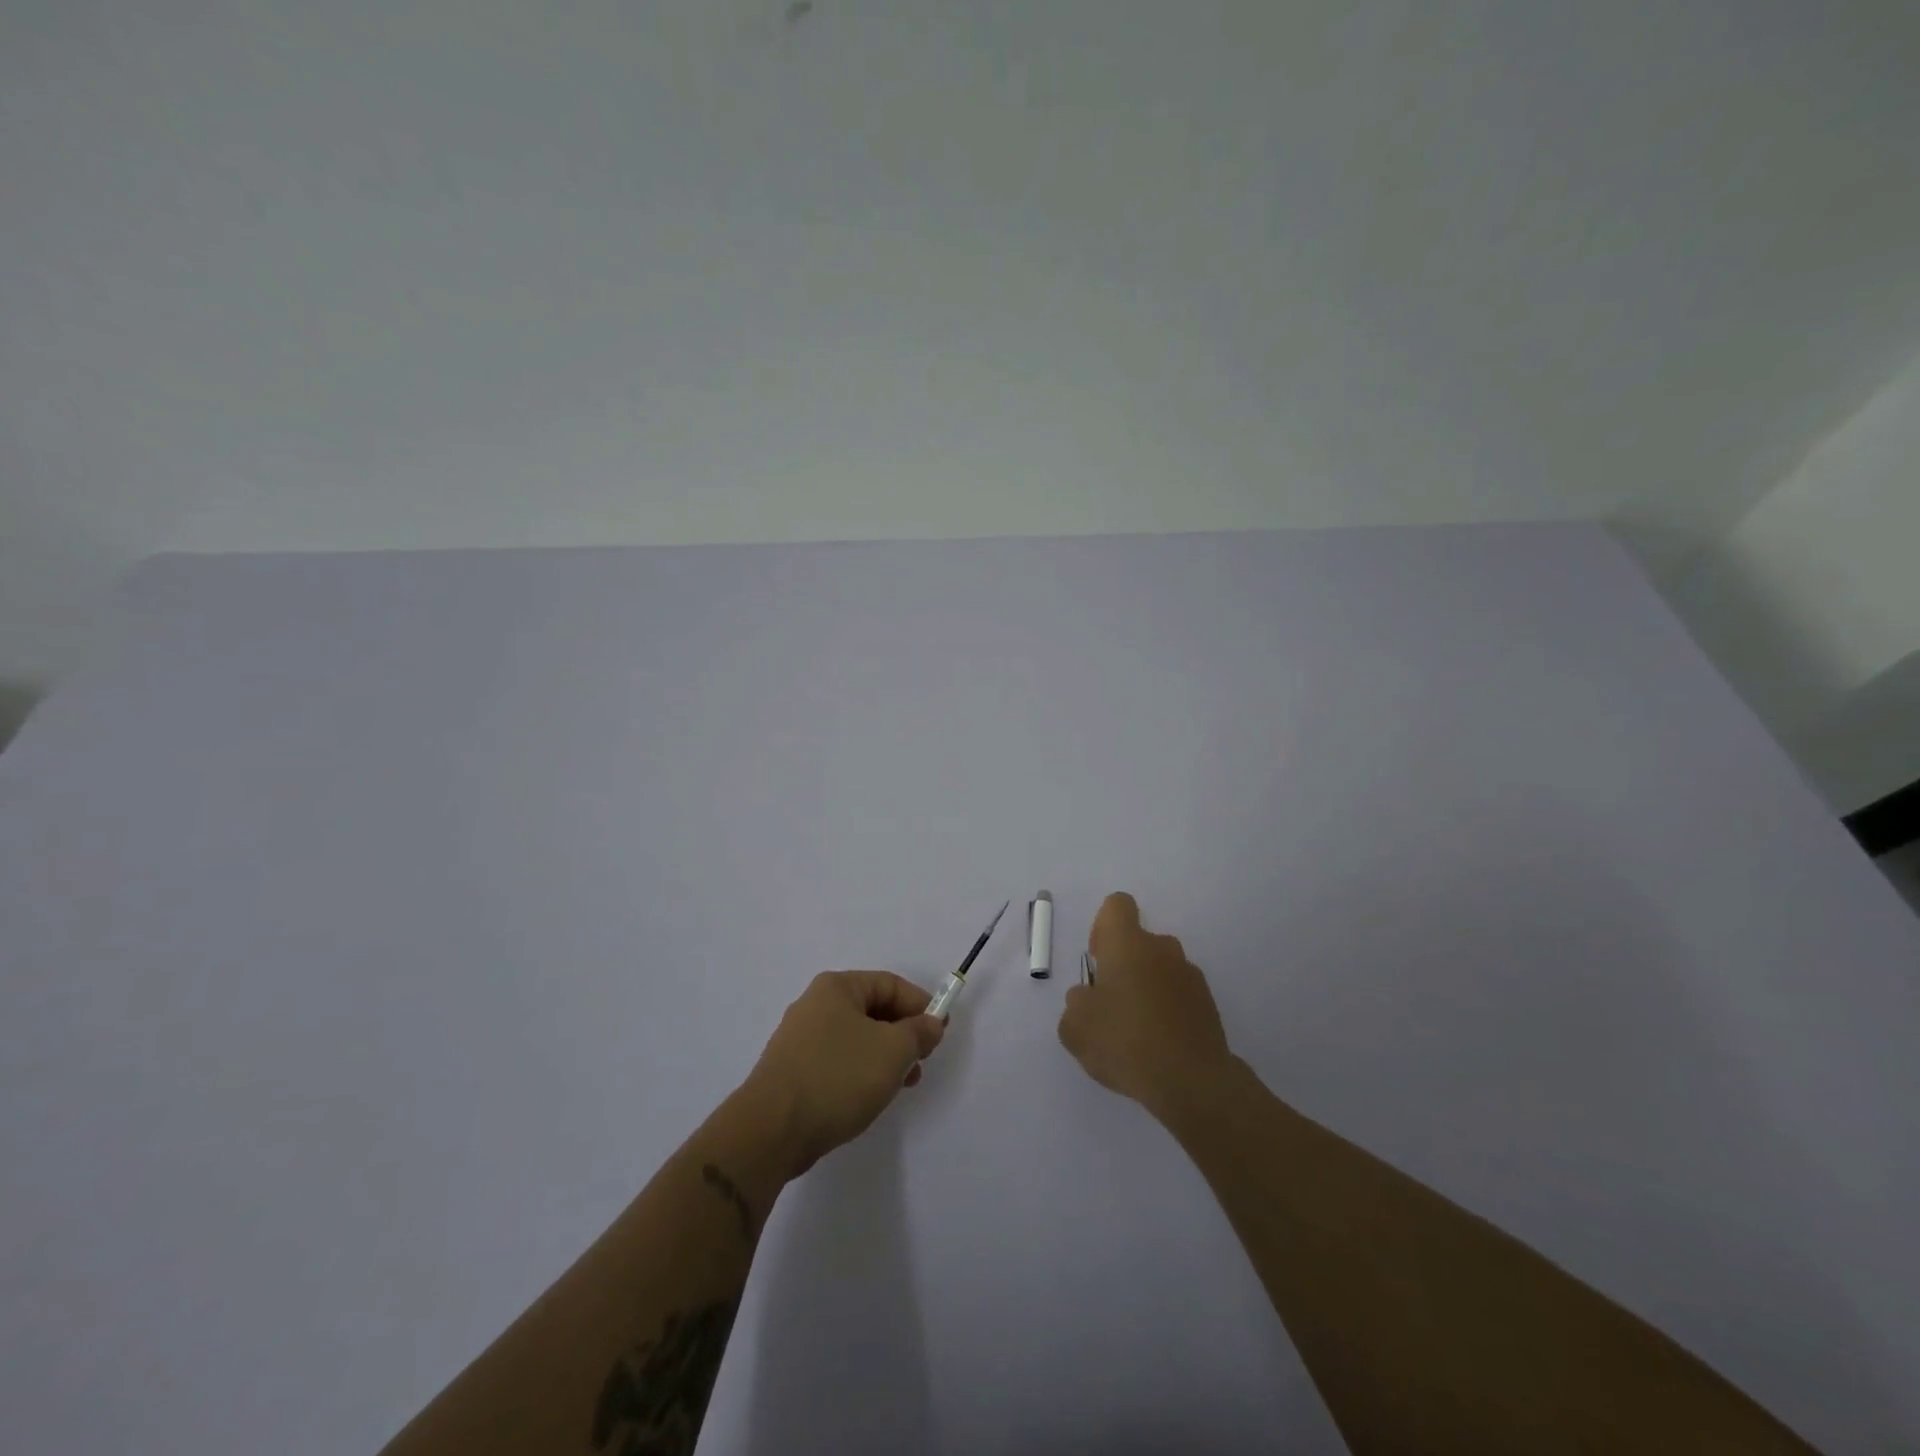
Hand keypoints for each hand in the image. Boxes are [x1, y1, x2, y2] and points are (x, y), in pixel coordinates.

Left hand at [744, 971, 945, 1175]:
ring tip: (903, 1084)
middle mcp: (815, 1005)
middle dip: (903, 1033)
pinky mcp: (793, 1071)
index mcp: (836, 988)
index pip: (889, 984)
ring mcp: (800, 1039)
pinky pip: (838, 1061)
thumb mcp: (893, 1050)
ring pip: (856, 1038)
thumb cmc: (838, 1076)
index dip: (920, 1004)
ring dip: (885, 1056)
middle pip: (872, 1010)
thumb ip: (919, 1032)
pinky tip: (870, 1096)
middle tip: (923, 1059)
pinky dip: (861, 1072)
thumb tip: (931, 1023)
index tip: (940, 1031)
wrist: (772, 1130)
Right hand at [1058, 893, 1234, 1120]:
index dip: (1103, 927)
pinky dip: (1166, 1011)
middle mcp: (1162, 949)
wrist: (1193, 1082)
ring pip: (1159, 970)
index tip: (1098, 961)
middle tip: (1111, 1006)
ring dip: (1146, 989)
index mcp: (1128, 944)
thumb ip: (1076, 1004)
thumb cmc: (1126, 1042)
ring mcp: (1190, 976)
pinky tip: (1157, 1047)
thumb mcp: (1075, 1027)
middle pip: (1138, 942)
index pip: (1117, 906)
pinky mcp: (1208, 1004)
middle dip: (1123, 966)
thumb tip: (1088, 998)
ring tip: (1135, 1033)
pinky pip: (1178, 996)